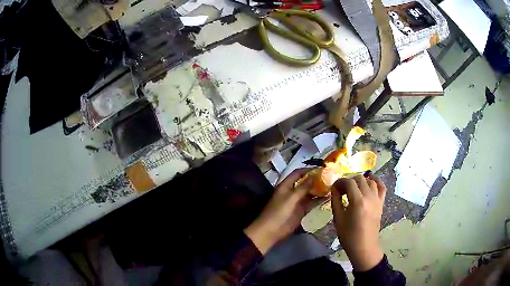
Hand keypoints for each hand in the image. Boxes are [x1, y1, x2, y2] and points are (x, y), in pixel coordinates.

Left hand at [244, 168, 325, 253]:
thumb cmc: (279, 212)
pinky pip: (311, 203)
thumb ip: (303, 187)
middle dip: (316, 179)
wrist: (272, 231)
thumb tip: (314, 176)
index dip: (308, 170)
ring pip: (309, 193)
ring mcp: (297, 201)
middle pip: (305, 182)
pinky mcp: (301, 210)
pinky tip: (328, 197)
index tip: (321, 168)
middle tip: (330, 177)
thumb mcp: (291, 198)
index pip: (298, 173)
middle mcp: (292, 191)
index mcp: (286, 185)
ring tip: (332, 186)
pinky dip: (318, 200)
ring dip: (319, 189)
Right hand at [331, 172, 386, 271]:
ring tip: (354, 188)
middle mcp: (369, 197)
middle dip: (349, 181)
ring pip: (370, 181)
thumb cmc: (349, 235)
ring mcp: (377, 199)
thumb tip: (334, 188)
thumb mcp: (338, 218)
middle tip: (342, 189)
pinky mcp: (381, 203)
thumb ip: (336, 201)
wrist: (364, 246)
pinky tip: (370, 181)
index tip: (334, 187)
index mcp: (358, 201)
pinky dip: (376, 181)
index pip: (349, 182)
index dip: (340, 182)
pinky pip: (382, 187)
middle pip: (360, 179)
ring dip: (361, 181)